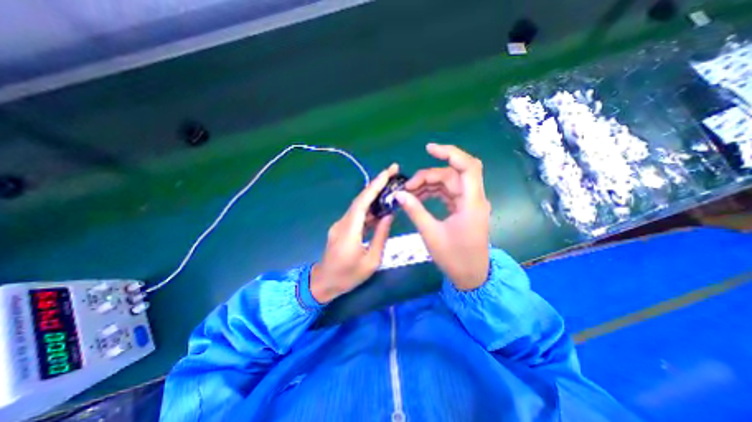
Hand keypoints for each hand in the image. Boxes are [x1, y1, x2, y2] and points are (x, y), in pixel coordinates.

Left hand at [309, 162, 398, 302]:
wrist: (324, 283)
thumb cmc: (348, 276)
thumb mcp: (372, 261)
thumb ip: (381, 236)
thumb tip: (388, 215)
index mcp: (350, 231)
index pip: (363, 202)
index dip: (375, 185)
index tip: (388, 172)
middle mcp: (343, 223)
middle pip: (361, 199)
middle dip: (377, 184)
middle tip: (393, 172)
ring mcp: (340, 224)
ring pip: (359, 205)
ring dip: (374, 195)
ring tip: (390, 187)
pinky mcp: (341, 228)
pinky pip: (357, 214)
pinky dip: (369, 208)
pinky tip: (380, 206)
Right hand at [393, 144, 494, 288]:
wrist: (471, 276)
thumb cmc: (454, 258)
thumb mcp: (431, 234)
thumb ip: (415, 211)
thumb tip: (398, 194)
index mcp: (472, 203)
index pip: (467, 167)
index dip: (450, 153)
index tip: (429, 149)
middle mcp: (473, 198)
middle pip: (451, 175)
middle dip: (428, 176)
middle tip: (407, 187)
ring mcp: (469, 203)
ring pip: (448, 183)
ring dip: (428, 185)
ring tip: (409, 193)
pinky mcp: (463, 208)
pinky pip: (448, 193)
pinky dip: (433, 192)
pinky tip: (419, 197)